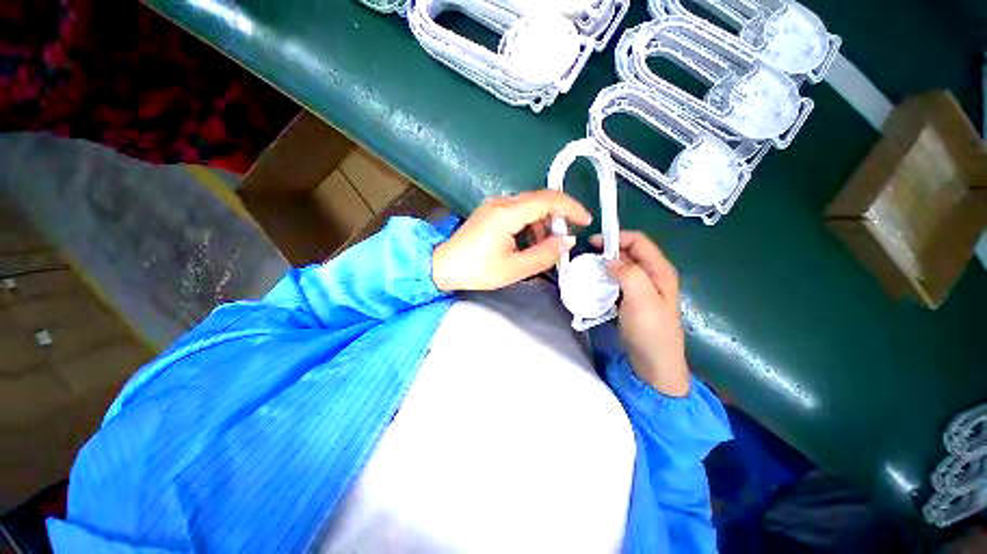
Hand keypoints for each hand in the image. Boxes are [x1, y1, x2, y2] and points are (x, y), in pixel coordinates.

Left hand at [432, 191, 590, 291]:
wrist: (442, 266)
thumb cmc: (477, 270)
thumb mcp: (514, 269)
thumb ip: (545, 255)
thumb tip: (568, 241)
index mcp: (508, 213)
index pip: (548, 199)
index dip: (571, 207)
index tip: (586, 221)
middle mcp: (502, 202)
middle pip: (540, 199)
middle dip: (558, 217)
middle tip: (565, 240)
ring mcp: (494, 205)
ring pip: (530, 205)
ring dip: (543, 223)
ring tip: (544, 246)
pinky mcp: (490, 211)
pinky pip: (518, 211)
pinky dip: (530, 224)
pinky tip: (527, 242)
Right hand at [591, 232, 689, 396]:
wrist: (655, 364)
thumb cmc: (651, 331)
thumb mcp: (641, 299)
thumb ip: (628, 273)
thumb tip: (610, 259)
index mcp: (660, 270)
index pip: (638, 241)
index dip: (616, 237)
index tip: (592, 243)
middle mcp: (652, 275)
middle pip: (629, 252)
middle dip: (608, 250)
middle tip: (586, 257)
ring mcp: (642, 288)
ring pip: (622, 267)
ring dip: (605, 265)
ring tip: (586, 269)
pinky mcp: (633, 299)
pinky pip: (617, 281)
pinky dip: (605, 278)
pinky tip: (594, 284)